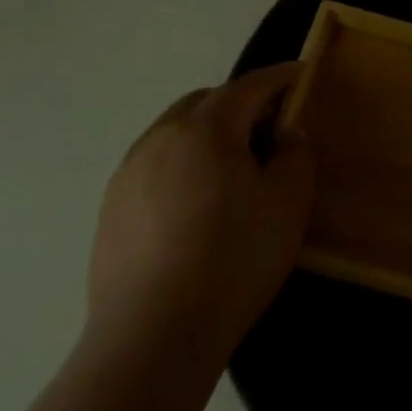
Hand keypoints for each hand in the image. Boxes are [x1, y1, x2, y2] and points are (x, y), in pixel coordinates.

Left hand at [88, 65, 314, 350]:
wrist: (153, 337)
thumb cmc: (234, 258)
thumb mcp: (289, 202)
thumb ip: (294, 154)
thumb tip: (282, 134)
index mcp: (206, 129)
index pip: (249, 86)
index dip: (279, 77)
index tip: (301, 73)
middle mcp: (160, 139)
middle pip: (204, 102)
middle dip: (239, 103)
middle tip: (269, 126)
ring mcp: (128, 175)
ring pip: (174, 133)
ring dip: (206, 134)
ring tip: (232, 168)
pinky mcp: (110, 211)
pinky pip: (154, 167)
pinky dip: (182, 165)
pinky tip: (196, 205)